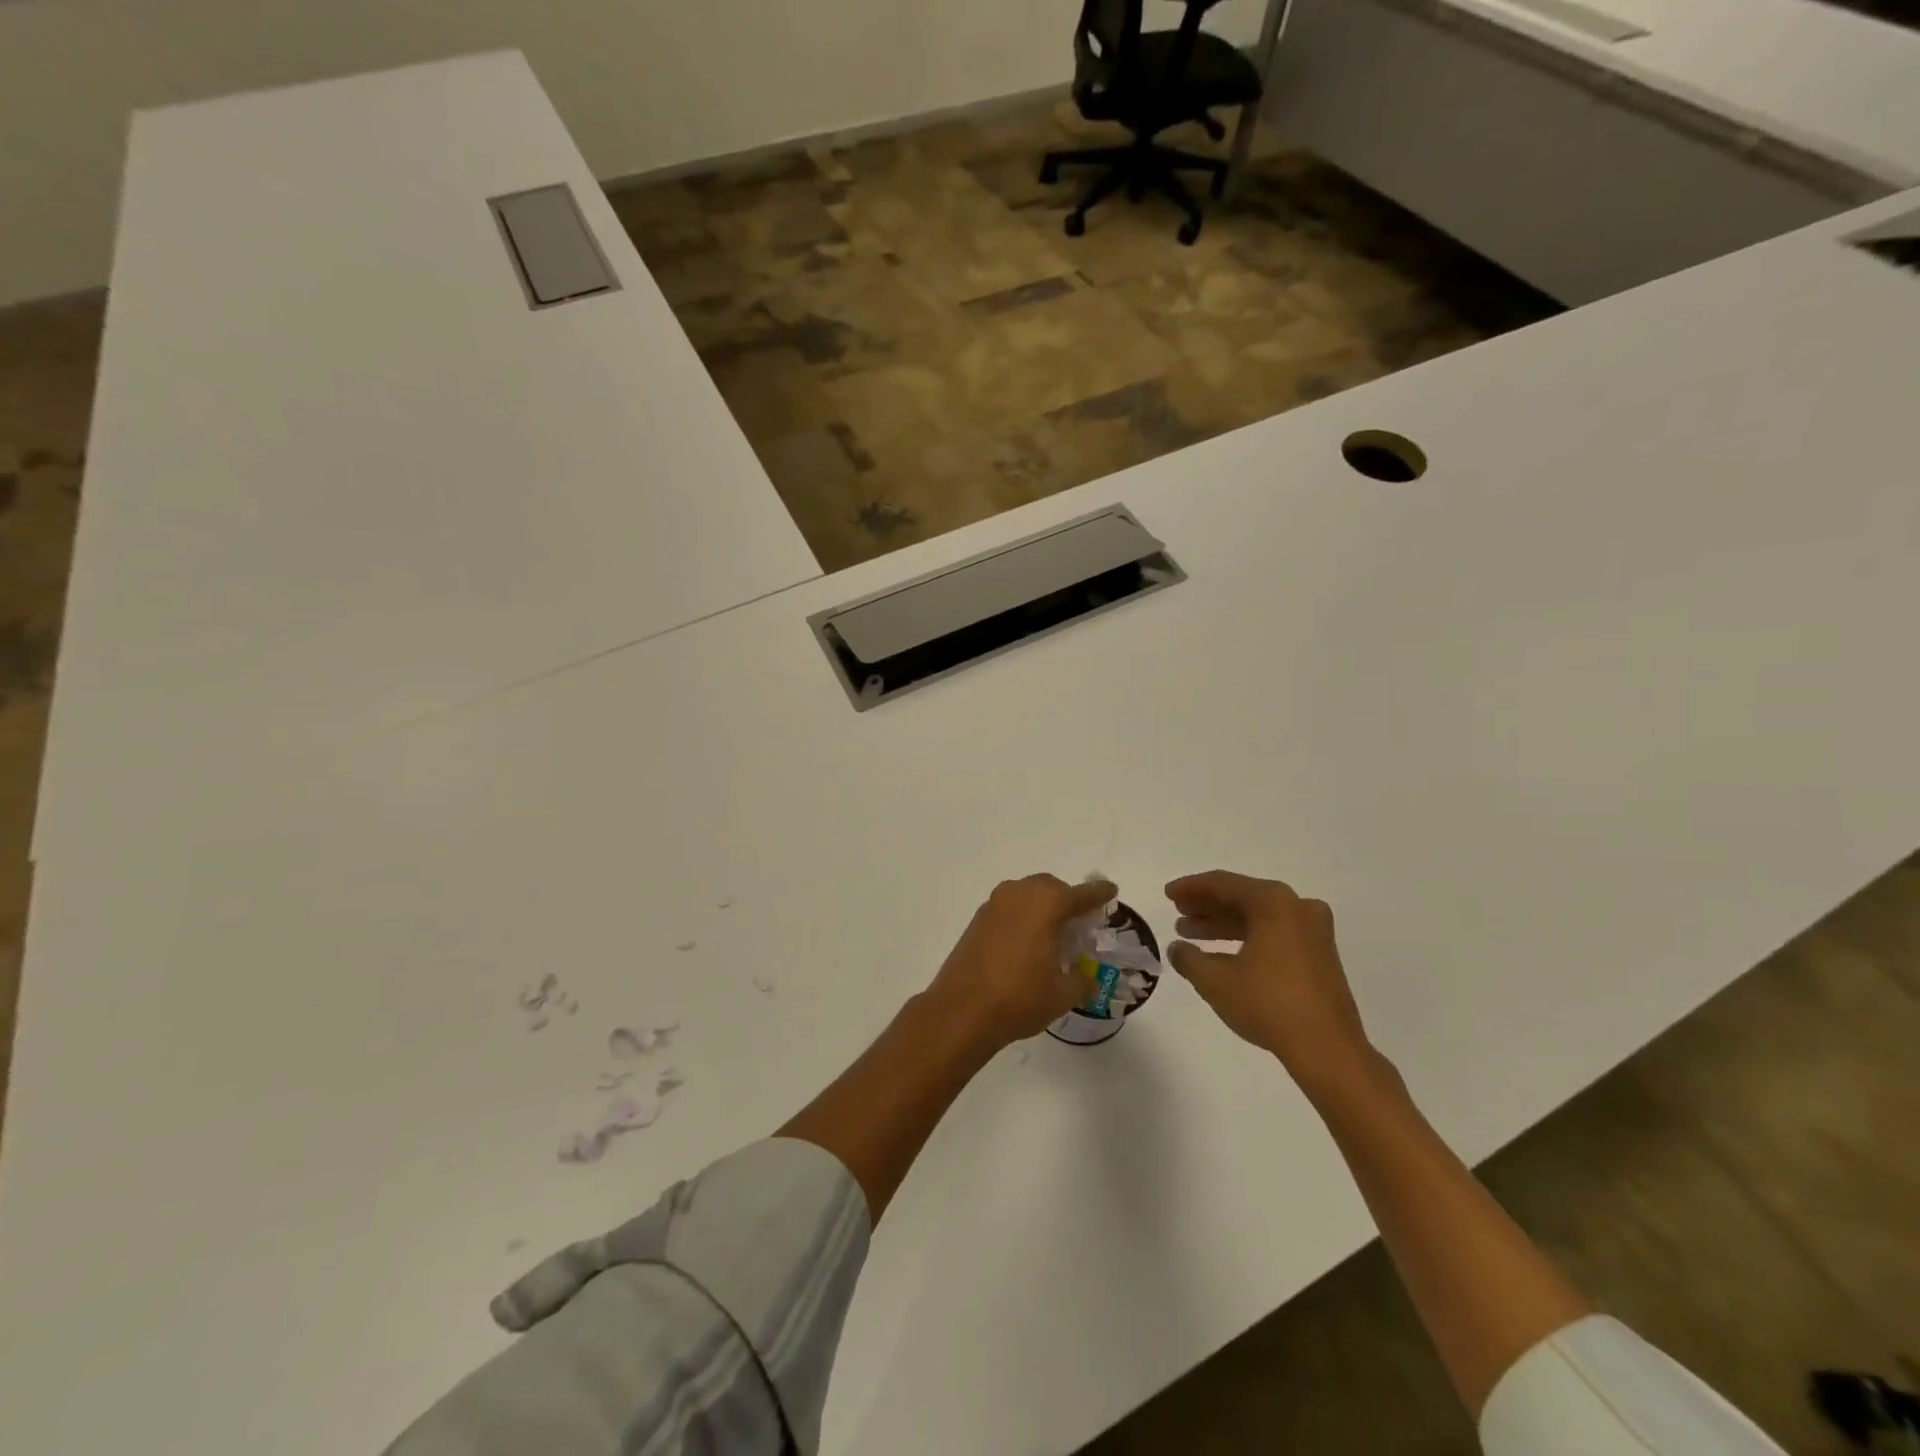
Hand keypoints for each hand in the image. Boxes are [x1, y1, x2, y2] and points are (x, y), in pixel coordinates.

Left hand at [923, 875, 1117, 1053]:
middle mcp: (1020, 895)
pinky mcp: (977, 920)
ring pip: (1027, 894)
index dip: (1099, 893)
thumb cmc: (1019, 998)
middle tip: (1080, 923)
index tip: (1111, 891)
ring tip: (1054, 935)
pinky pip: (1009, 908)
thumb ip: (1081, 981)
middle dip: (1068, 900)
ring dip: (1042, 907)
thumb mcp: (1062, 995)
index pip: (1081, 894)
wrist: (962, 1010)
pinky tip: (1027, 943)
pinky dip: (1023, 916)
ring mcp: (994, 905)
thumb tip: (1088, 979)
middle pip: (1051, 888)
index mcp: (1046, 905)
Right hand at [1165, 870, 1372, 1088]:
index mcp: (1273, 902)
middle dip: (1207, 906)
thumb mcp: (1216, 980)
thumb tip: (1177, 949)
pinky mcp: (1320, 956)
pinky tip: (1222, 955)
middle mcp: (1297, 907)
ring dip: (1224, 924)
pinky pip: (1275, 934)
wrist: (1328, 1049)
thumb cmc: (1268, 1003)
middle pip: (1243, 897)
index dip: (1190, 888)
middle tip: (1178, 913)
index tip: (1168, 894)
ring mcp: (1314, 932)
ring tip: (1191, 935)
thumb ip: (1189, 958)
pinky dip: (1247, 939)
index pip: (1223, 884)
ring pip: (1259, 918)